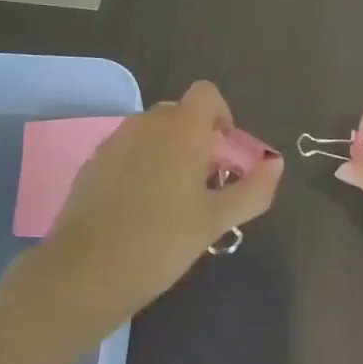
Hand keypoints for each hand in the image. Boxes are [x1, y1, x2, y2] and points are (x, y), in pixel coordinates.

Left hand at [39, 82, 281, 327]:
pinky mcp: (93, 161)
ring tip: (171, 201)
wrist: (86, 270)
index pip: (206, 93)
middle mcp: (147, 122)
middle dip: (196, 139)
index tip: (223, 153)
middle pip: (179, 114)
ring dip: (167, 152)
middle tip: (203, 185)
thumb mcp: (216, 220)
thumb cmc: (161, 241)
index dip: (220, 114)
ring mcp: (115, 140)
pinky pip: (127, 150)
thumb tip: (276, 163)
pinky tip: (138, 209)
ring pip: (152, 133)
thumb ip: (253, 189)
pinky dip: (140, 166)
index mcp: (181, 128)